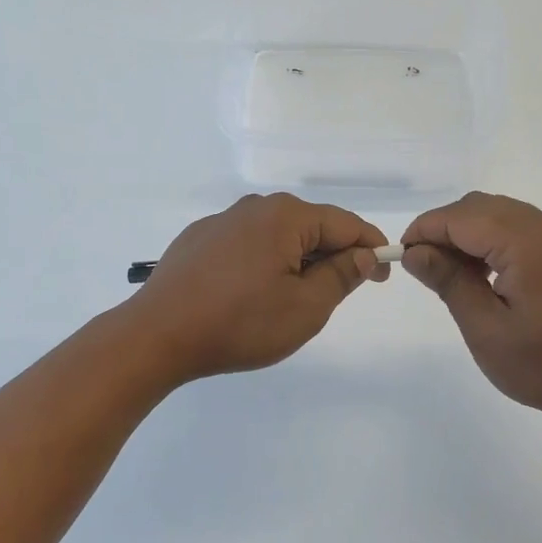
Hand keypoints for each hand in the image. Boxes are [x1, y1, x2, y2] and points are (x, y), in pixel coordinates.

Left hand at [125, 194, 389, 383]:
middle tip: (335, 296)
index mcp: (286, 216)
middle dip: (330, 257)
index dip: (371, 248)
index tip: (383, 276)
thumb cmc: (240, 323)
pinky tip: (250, 294)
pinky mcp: (199, 239)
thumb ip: (342, 276)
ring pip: (277, 236)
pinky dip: (262, 263)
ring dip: (295, 262)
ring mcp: (222, 221)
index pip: (345, 224)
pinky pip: (247, 244)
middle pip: (310, 226)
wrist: (158, 335)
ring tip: (290, 300)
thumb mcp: (305, 307)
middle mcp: (255, 207)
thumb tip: (365, 254)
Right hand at [402, 192, 541, 440]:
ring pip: (497, 213)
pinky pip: (518, 226)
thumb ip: (449, 281)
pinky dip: (491, 239)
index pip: (460, 217)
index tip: (401, 257)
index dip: (425, 231)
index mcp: (527, 242)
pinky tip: (483, 273)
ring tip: (450, 274)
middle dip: (444, 230)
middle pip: (478, 207)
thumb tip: (414, 251)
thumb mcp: (486, 329)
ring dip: (467, 234)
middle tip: (424, 269)